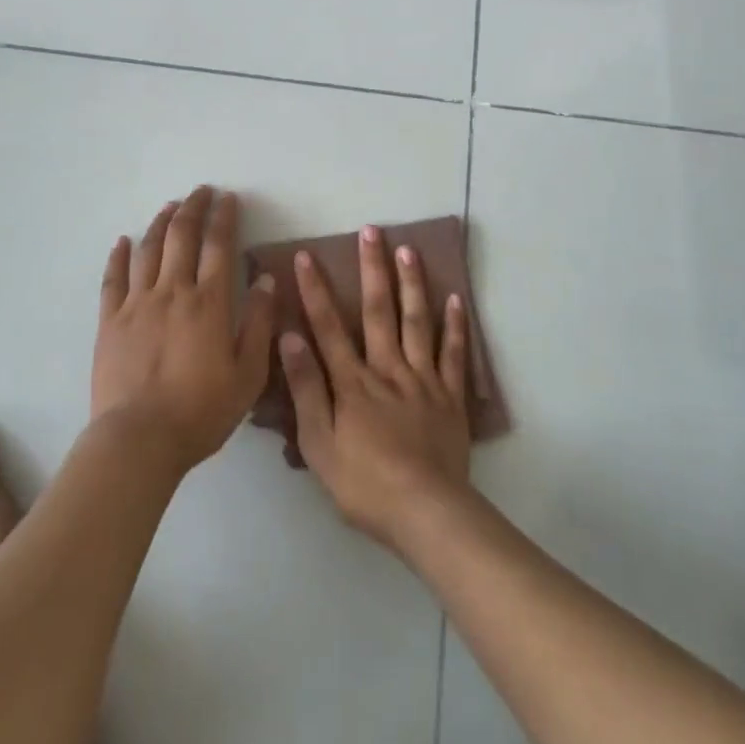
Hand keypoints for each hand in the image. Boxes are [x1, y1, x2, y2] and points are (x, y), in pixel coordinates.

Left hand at [93, 186, 277, 473]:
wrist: (138, 441)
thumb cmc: (200, 411)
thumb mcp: (248, 375)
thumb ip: (259, 324)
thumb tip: (266, 280)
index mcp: (209, 302)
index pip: (219, 245)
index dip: (225, 217)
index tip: (229, 198)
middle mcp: (173, 291)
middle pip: (182, 236)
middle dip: (194, 208)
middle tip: (201, 191)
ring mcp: (137, 304)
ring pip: (149, 249)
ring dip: (161, 223)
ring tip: (170, 206)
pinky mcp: (109, 321)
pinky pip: (113, 279)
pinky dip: (119, 255)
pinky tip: (124, 241)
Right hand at [281, 225, 472, 552]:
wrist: (426, 513)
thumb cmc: (364, 485)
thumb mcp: (318, 444)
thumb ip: (306, 388)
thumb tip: (289, 337)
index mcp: (353, 381)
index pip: (328, 326)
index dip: (315, 290)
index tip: (306, 255)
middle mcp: (387, 368)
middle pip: (378, 310)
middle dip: (372, 268)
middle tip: (371, 230)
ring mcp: (423, 378)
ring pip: (417, 321)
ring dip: (412, 282)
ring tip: (408, 248)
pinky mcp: (450, 395)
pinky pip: (454, 353)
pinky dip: (455, 325)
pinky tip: (455, 298)